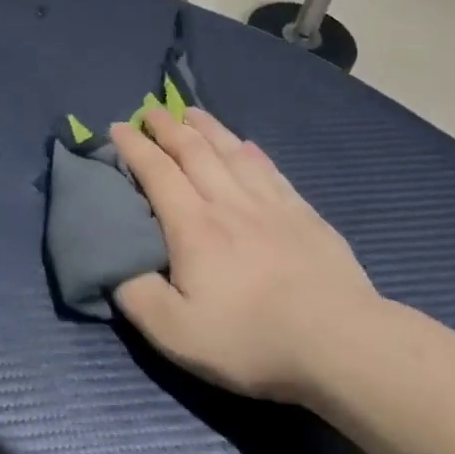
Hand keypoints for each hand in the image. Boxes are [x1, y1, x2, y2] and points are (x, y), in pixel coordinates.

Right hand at [110, 108, 384, 403]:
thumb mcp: (176, 333)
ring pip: (232, 152)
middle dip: (168, 127)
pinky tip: (248, 145)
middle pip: (193, 151)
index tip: (117, 127)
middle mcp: (228, 202)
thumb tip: (112, 264)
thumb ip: (136, 295)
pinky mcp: (304, 214)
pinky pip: (270, 170)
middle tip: (150, 110)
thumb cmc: (252, 339)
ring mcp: (270, 204)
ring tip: (192, 112)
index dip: (134, 147)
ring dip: (207, 128)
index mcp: (193, 226)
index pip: (157, 171)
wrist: (341, 343)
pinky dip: (251, 152)